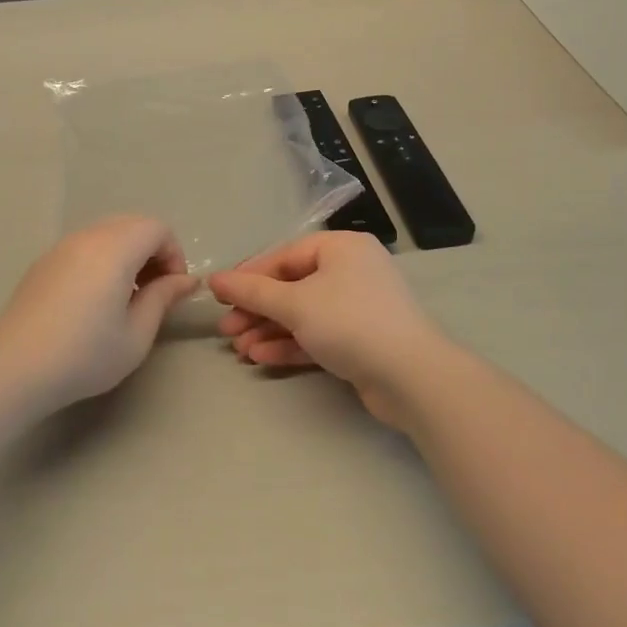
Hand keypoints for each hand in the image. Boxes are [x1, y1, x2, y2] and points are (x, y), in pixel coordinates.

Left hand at [0, 216, 196, 411]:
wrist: (15, 369)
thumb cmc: (85, 354)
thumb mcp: (136, 334)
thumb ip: (163, 298)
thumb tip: (186, 280)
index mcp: (115, 248)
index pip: (157, 228)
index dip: (174, 254)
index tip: (172, 290)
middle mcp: (88, 237)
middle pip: (133, 225)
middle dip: (153, 251)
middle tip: (154, 292)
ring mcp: (61, 247)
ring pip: (107, 233)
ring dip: (127, 255)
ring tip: (125, 298)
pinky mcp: (44, 262)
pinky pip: (84, 246)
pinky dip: (102, 259)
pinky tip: (94, 301)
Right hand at [210, 232, 451, 426]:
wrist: (412, 378)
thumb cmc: (350, 323)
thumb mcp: (295, 304)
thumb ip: (253, 292)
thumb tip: (214, 279)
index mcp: (341, 248)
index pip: (285, 256)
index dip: (250, 276)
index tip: (220, 296)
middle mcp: (351, 271)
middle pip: (292, 286)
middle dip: (257, 310)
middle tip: (226, 330)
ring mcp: (358, 307)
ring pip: (303, 314)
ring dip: (269, 330)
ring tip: (239, 349)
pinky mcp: (361, 340)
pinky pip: (318, 335)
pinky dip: (291, 344)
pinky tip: (262, 358)